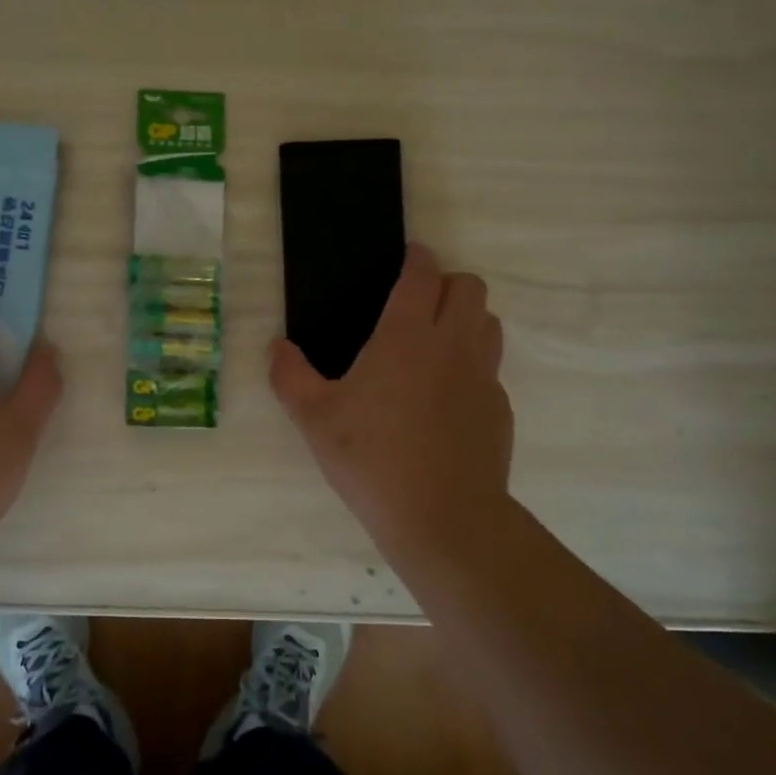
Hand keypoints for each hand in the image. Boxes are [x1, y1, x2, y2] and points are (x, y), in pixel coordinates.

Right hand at [270, 243, 512, 552]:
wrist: (443, 518)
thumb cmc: (371, 459)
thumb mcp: (314, 419)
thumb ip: (289, 376)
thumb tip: (276, 347)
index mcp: (406, 336)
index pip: (422, 275)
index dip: (417, 257)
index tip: (410, 256)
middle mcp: (452, 345)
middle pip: (470, 287)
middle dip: (447, 283)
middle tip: (419, 304)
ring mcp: (483, 377)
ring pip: (488, 323)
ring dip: (466, 319)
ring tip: (436, 344)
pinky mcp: (499, 409)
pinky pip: (490, 369)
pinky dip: (472, 367)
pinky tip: (446, 401)